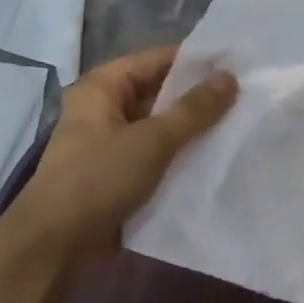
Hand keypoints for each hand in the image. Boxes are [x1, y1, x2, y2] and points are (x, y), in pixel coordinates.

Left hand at [3, 45, 236, 253]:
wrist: (56, 243)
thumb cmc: (98, 179)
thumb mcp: (151, 141)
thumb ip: (193, 111)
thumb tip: (229, 78)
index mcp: (102, 87)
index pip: (156, 59)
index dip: (196, 60)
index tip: (238, 64)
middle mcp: (104, 109)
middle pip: (158, 93)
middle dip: (198, 98)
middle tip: (247, 98)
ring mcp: (110, 144)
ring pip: (159, 128)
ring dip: (191, 131)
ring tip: (240, 127)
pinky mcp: (117, 175)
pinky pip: (154, 156)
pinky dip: (179, 157)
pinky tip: (214, 161)